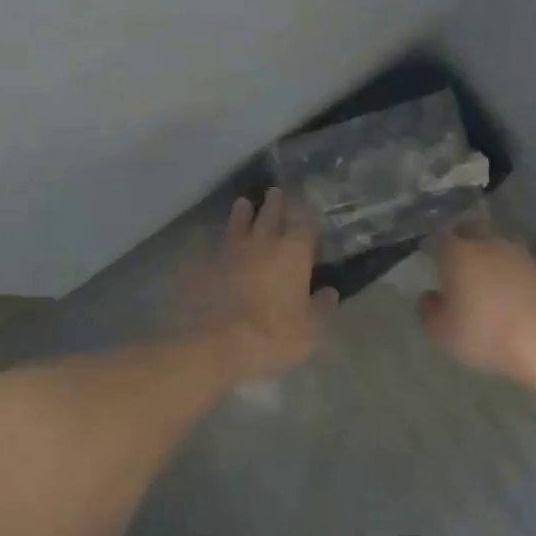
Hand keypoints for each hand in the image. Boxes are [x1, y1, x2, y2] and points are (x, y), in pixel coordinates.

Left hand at [193, 188, 337, 382]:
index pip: (305, 223)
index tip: (309, 210)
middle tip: (275, 192)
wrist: (216, 343)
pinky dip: (219, 243)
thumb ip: (322, 308)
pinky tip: (216, 244)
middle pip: (270, 214)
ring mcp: (230, 251)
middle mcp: (262, 242)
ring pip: (238, 223)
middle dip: (275, 202)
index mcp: (292, 252)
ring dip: (242, 213)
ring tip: (243, 203)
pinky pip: (214, 247)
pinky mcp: (205, 265)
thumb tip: (329, 293)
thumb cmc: (273, 335)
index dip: (308, 216)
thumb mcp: (309, 330)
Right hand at [420, 234, 535, 384]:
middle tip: (464, 276)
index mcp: (459, 252)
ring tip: (495, 291)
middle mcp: (490, 244)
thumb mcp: (443, 334)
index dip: (437, 249)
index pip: (441, 238)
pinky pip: (526, 271)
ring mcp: (523, 255)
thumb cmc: (487, 335)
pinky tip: (521, 303)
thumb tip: (429, 296)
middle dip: (467, 252)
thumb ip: (429, 311)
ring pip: (502, 253)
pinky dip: (520, 281)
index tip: (435, 264)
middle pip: (473, 238)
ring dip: (496, 266)